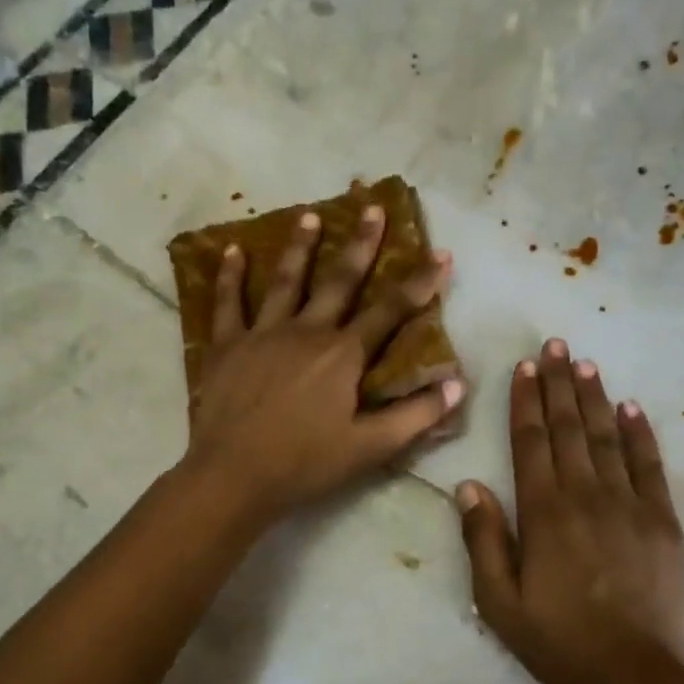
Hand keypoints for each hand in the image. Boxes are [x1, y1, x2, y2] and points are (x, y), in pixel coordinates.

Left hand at [183, 206, 462, 525]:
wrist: (233, 476)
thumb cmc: (304, 464)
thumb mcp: (369, 448)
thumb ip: (415, 416)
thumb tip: (457, 386)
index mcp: (343, 355)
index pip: (390, 311)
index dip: (419, 283)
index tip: (440, 254)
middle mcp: (306, 331)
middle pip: (339, 280)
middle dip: (361, 244)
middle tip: (371, 207)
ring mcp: (262, 333)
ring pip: (285, 281)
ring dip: (300, 247)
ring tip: (310, 216)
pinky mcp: (226, 346)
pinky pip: (228, 303)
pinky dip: (229, 276)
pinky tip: (232, 250)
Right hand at [456, 340, 683, 683]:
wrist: (631, 673)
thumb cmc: (556, 638)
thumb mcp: (498, 599)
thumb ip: (482, 538)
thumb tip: (469, 484)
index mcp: (543, 512)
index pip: (531, 442)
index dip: (525, 401)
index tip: (523, 366)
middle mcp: (585, 495)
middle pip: (569, 428)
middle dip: (558, 384)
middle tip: (554, 345)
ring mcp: (628, 504)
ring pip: (607, 438)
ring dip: (594, 398)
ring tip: (584, 364)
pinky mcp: (662, 521)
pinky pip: (650, 466)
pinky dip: (640, 434)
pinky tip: (632, 409)